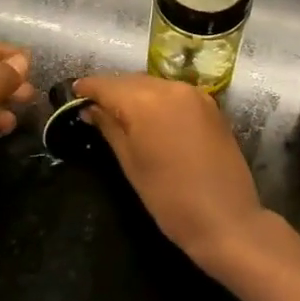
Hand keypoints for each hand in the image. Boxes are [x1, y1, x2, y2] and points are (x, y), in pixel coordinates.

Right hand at [75, 73, 262, 270]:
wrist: (226, 220)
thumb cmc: (169, 198)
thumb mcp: (130, 164)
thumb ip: (109, 128)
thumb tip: (90, 109)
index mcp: (146, 101)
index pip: (108, 84)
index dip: (88, 88)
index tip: (73, 93)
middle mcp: (171, 88)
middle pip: (131, 81)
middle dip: (111, 90)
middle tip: (93, 107)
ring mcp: (195, 95)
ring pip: (154, 85)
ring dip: (135, 94)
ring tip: (119, 113)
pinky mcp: (211, 107)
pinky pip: (175, 94)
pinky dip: (158, 100)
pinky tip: (150, 118)